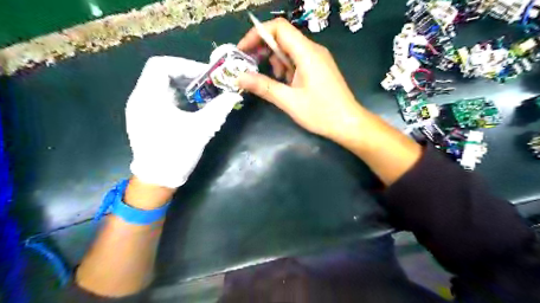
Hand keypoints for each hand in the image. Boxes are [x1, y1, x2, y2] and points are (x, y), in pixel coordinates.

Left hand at [127, 56, 240, 187]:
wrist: (157, 179)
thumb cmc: (177, 153)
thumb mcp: (201, 129)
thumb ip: (219, 109)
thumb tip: (235, 95)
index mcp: (149, 97)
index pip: (160, 65)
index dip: (185, 65)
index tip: (205, 75)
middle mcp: (139, 98)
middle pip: (161, 73)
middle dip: (186, 75)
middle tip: (207, 83)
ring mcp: (139, 108)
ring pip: (160, 85)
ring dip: (182, 86)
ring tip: (202, 94)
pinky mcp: (144, 118)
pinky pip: (160, 98)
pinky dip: (177, 96)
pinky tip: (191, 107)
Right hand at [237, 18, 364, 139]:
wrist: (348, 123)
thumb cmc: (321, 113)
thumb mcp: (289, 101)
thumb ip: (264, 87)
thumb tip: (239, 78)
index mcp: (307, 52)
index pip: (278, 28)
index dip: (257, 34)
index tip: (243, 50)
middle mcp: (313, 50)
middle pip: (283, 37)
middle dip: (264, 49)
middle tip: (252, 67)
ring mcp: (318, 58)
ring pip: (290, 50)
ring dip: (276, 61)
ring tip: (274, 81)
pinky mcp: (319, 68)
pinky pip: (298, 60)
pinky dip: (287, 68)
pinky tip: (287, 84)